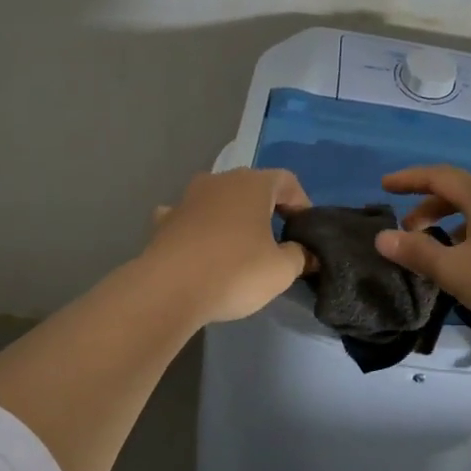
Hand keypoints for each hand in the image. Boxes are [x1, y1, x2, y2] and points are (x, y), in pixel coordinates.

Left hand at [141, 168, 311, 324]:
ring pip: (218, 200)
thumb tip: (306, 253)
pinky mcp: (164, 221)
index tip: (304, 231)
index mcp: (253, 184)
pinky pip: (189, 217)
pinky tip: (200, 247)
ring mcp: (187, 198)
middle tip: (276, 240)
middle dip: (266, 209)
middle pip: (252, 187)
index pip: (287, 180)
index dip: (301, 203)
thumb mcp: (282, 270)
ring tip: (239, 245)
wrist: (169, 290)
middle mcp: (219, 181)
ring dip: (231, 216)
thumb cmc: (235, 272)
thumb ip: (300, 256)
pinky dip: (198, 227)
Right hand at [375, 164, 470, 370]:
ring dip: (452, 221)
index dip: (408, 179)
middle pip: (459, 190)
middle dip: (429, 206)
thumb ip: (417, 252)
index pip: (437, 176)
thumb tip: (382, 237)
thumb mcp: (455, 270)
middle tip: (409, 229)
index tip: (384, 185)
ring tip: (438, 247)